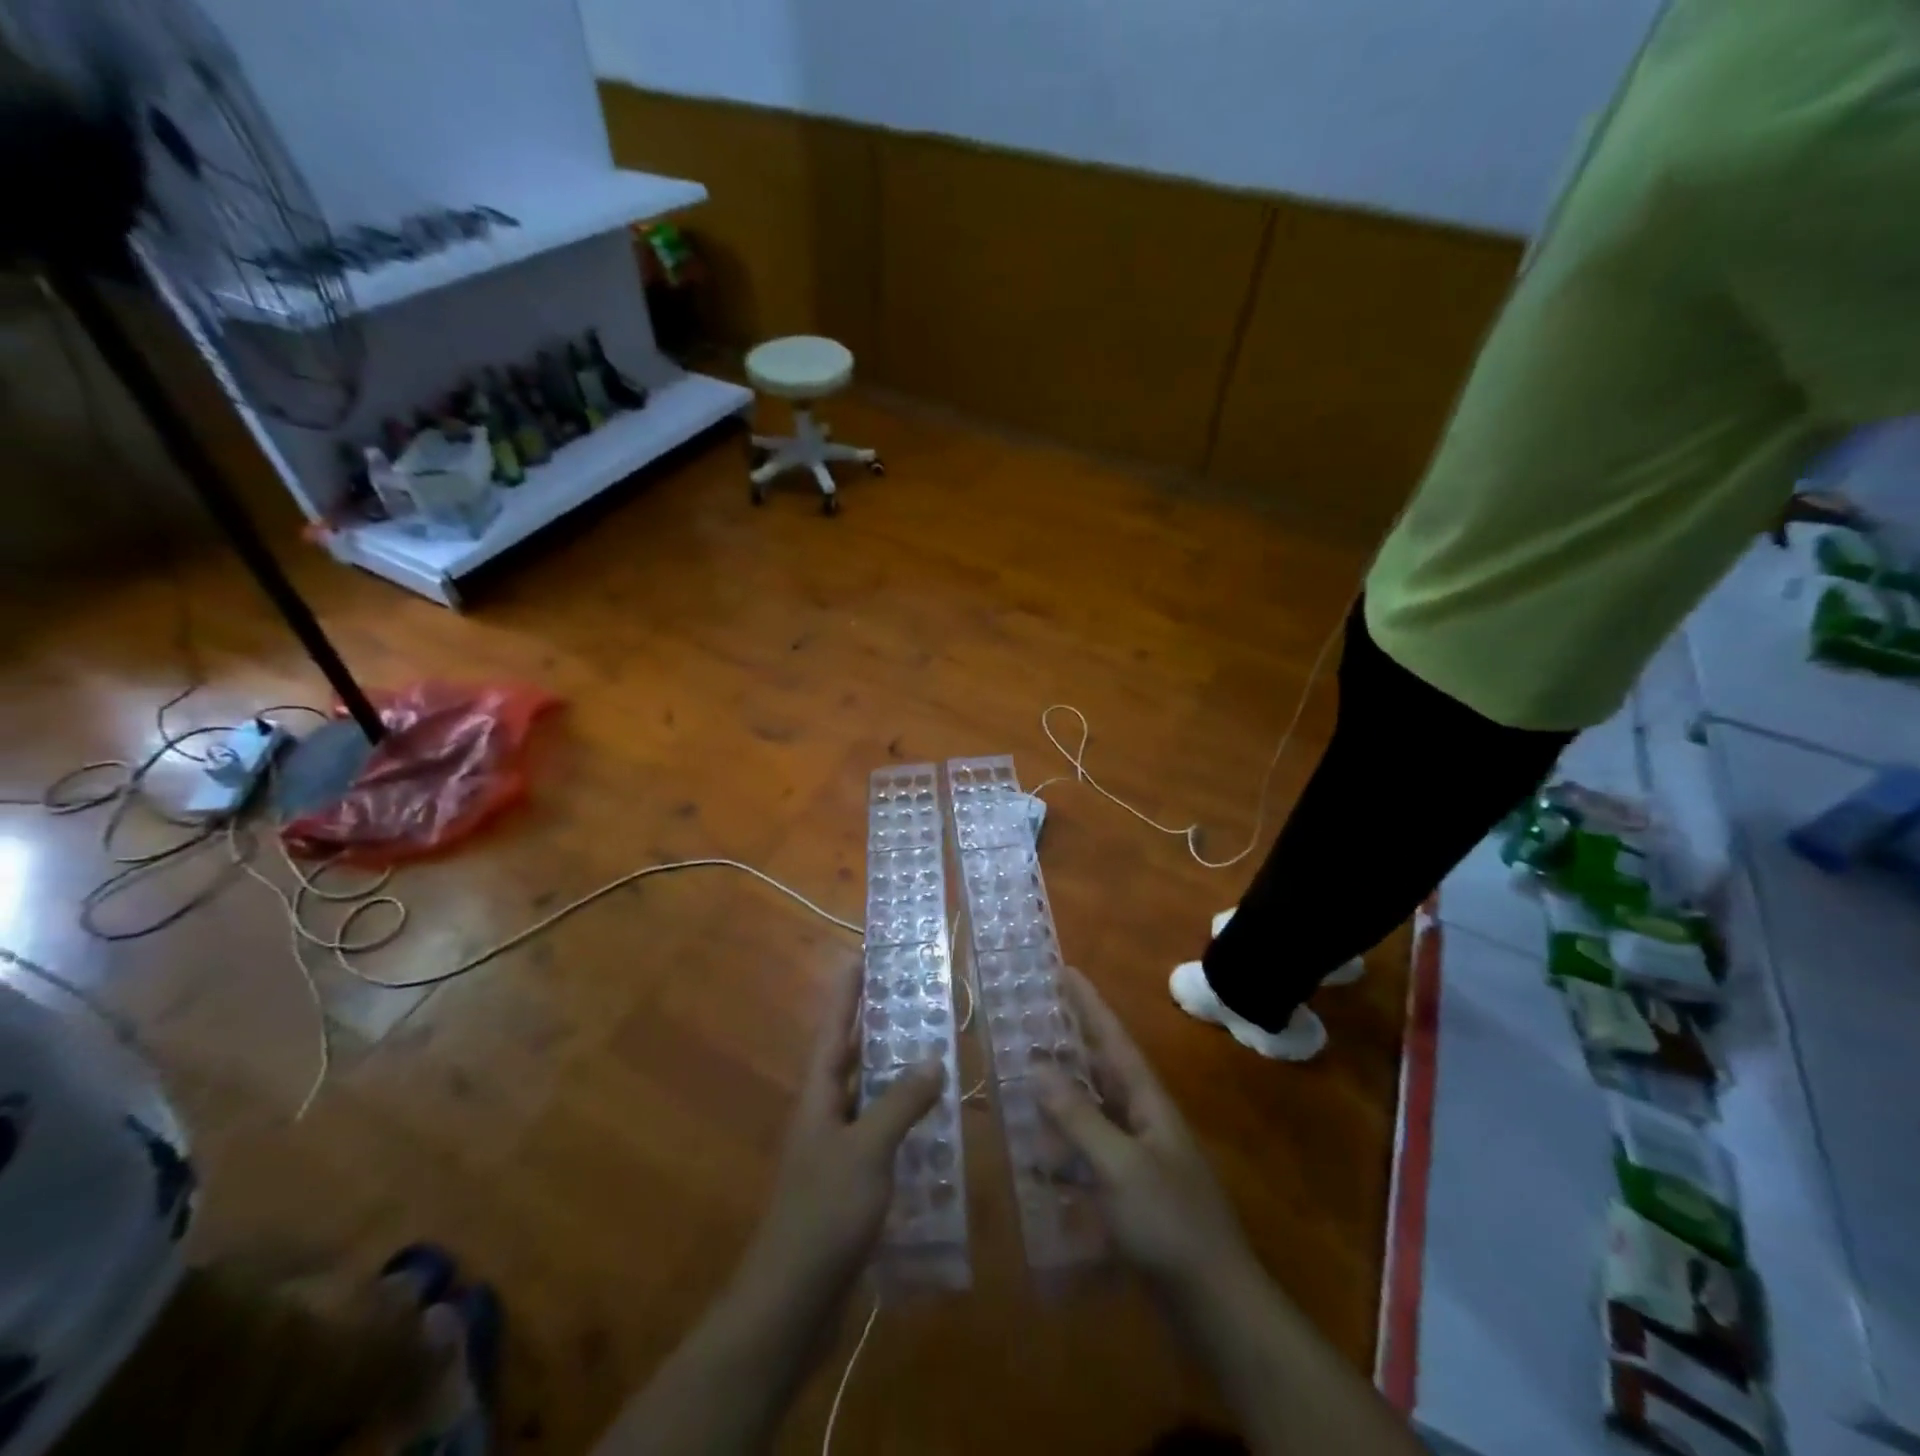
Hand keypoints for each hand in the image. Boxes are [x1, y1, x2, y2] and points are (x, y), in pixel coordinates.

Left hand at [735, 960, 943, 1307]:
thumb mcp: (867, 1151)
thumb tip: (933, 1058)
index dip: (847, 993)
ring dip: (897, 1074)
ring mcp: (836, 1150)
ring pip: (870, 1097)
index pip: (834, 1030)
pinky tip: (935, 1125)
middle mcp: (825, 1114)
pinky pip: (881, 1135)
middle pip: (852, 1058)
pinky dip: (905, 1122)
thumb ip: (900, 1102)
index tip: (863, 956)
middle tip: (917, 998)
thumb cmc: (824, 1213)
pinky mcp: (850, 1183)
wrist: (791, 1303)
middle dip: (879, 1027)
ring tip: (936, 1050)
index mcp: (819, 1096)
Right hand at [1034, 967, 1254, 1296]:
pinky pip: (1089, 1155)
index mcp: (1147, 1100)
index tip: (1066, 970)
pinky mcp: (1128, 1193)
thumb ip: (1078, 1115)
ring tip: (1023, 1078)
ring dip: (1060, 1096)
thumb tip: (1038, 1064)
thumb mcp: (1119, 1164)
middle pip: (1101, 1069)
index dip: (1089, 1004)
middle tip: (1033, 1015)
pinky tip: (1037, 1157)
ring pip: (1092, 1112)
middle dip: (1070, 1042)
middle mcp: (1143, 1119)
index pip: (1113, 1039)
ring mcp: (1137, 1157)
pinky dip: (1064, 1150)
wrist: (1214, 1304)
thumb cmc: (1169, 1222)